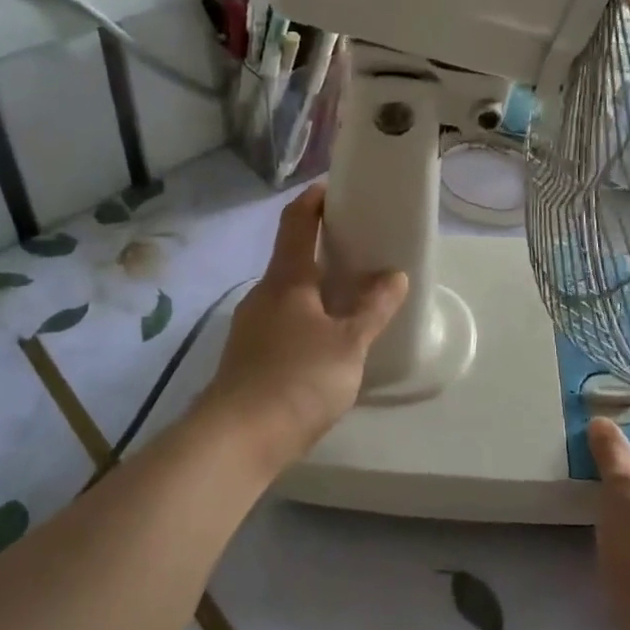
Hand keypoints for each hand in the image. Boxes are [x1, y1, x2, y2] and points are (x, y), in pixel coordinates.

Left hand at [197, 185, 408, 473]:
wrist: (235, 442)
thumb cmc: (296, 380)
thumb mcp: (348, 344)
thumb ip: (373, 309)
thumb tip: (394, 275)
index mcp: (286, 279)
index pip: (296, 221)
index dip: (314, 198)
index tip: (335, 187)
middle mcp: (263, 294)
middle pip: (292, 256)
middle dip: (323, 247)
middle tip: (360, 248)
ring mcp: (250, 326)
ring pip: (288, 293)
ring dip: (316, 287)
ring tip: (351, 297)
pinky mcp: (247, 357)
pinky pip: (282, 322)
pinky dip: (306, 317)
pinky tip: (327, 342)